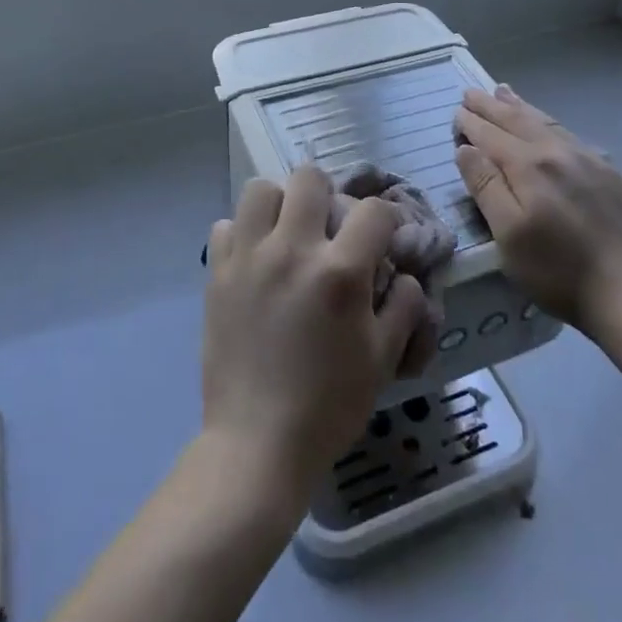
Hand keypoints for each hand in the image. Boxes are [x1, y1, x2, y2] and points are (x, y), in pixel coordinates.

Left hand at [202, 167, 428, 506]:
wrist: (257, 444)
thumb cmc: (329, 405)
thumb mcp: (383, 359)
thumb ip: (403, 306)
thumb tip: (404, 275)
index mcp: (340, 272)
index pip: (372, 210)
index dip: (386, 220)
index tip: (383, 239)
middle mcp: (292, 250)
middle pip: (309, 177)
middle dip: (328, 195)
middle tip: (329, 228)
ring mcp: (249, 257)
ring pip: (261, 189)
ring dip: (280, 204)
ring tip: (287, 234)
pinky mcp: (217, 273)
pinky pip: (226, 225)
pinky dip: (242, 234)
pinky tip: (254, 261)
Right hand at [454, 84, 621, 332]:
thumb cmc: (556, 270)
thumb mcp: (507, 235)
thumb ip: (486, 186)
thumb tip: (467, 149)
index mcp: (528, 166)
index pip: (491, 135)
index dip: (472, 123)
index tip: (457, 112)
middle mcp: (558, 152)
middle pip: (518, 121)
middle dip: (492, 106)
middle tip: (472, 92)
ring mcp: (590, 160)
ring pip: (547, 123)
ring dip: (521, 107)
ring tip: (504, 92)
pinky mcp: (612, 175)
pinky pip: (574, 137)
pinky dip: (552, 125)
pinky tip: (550, 126)